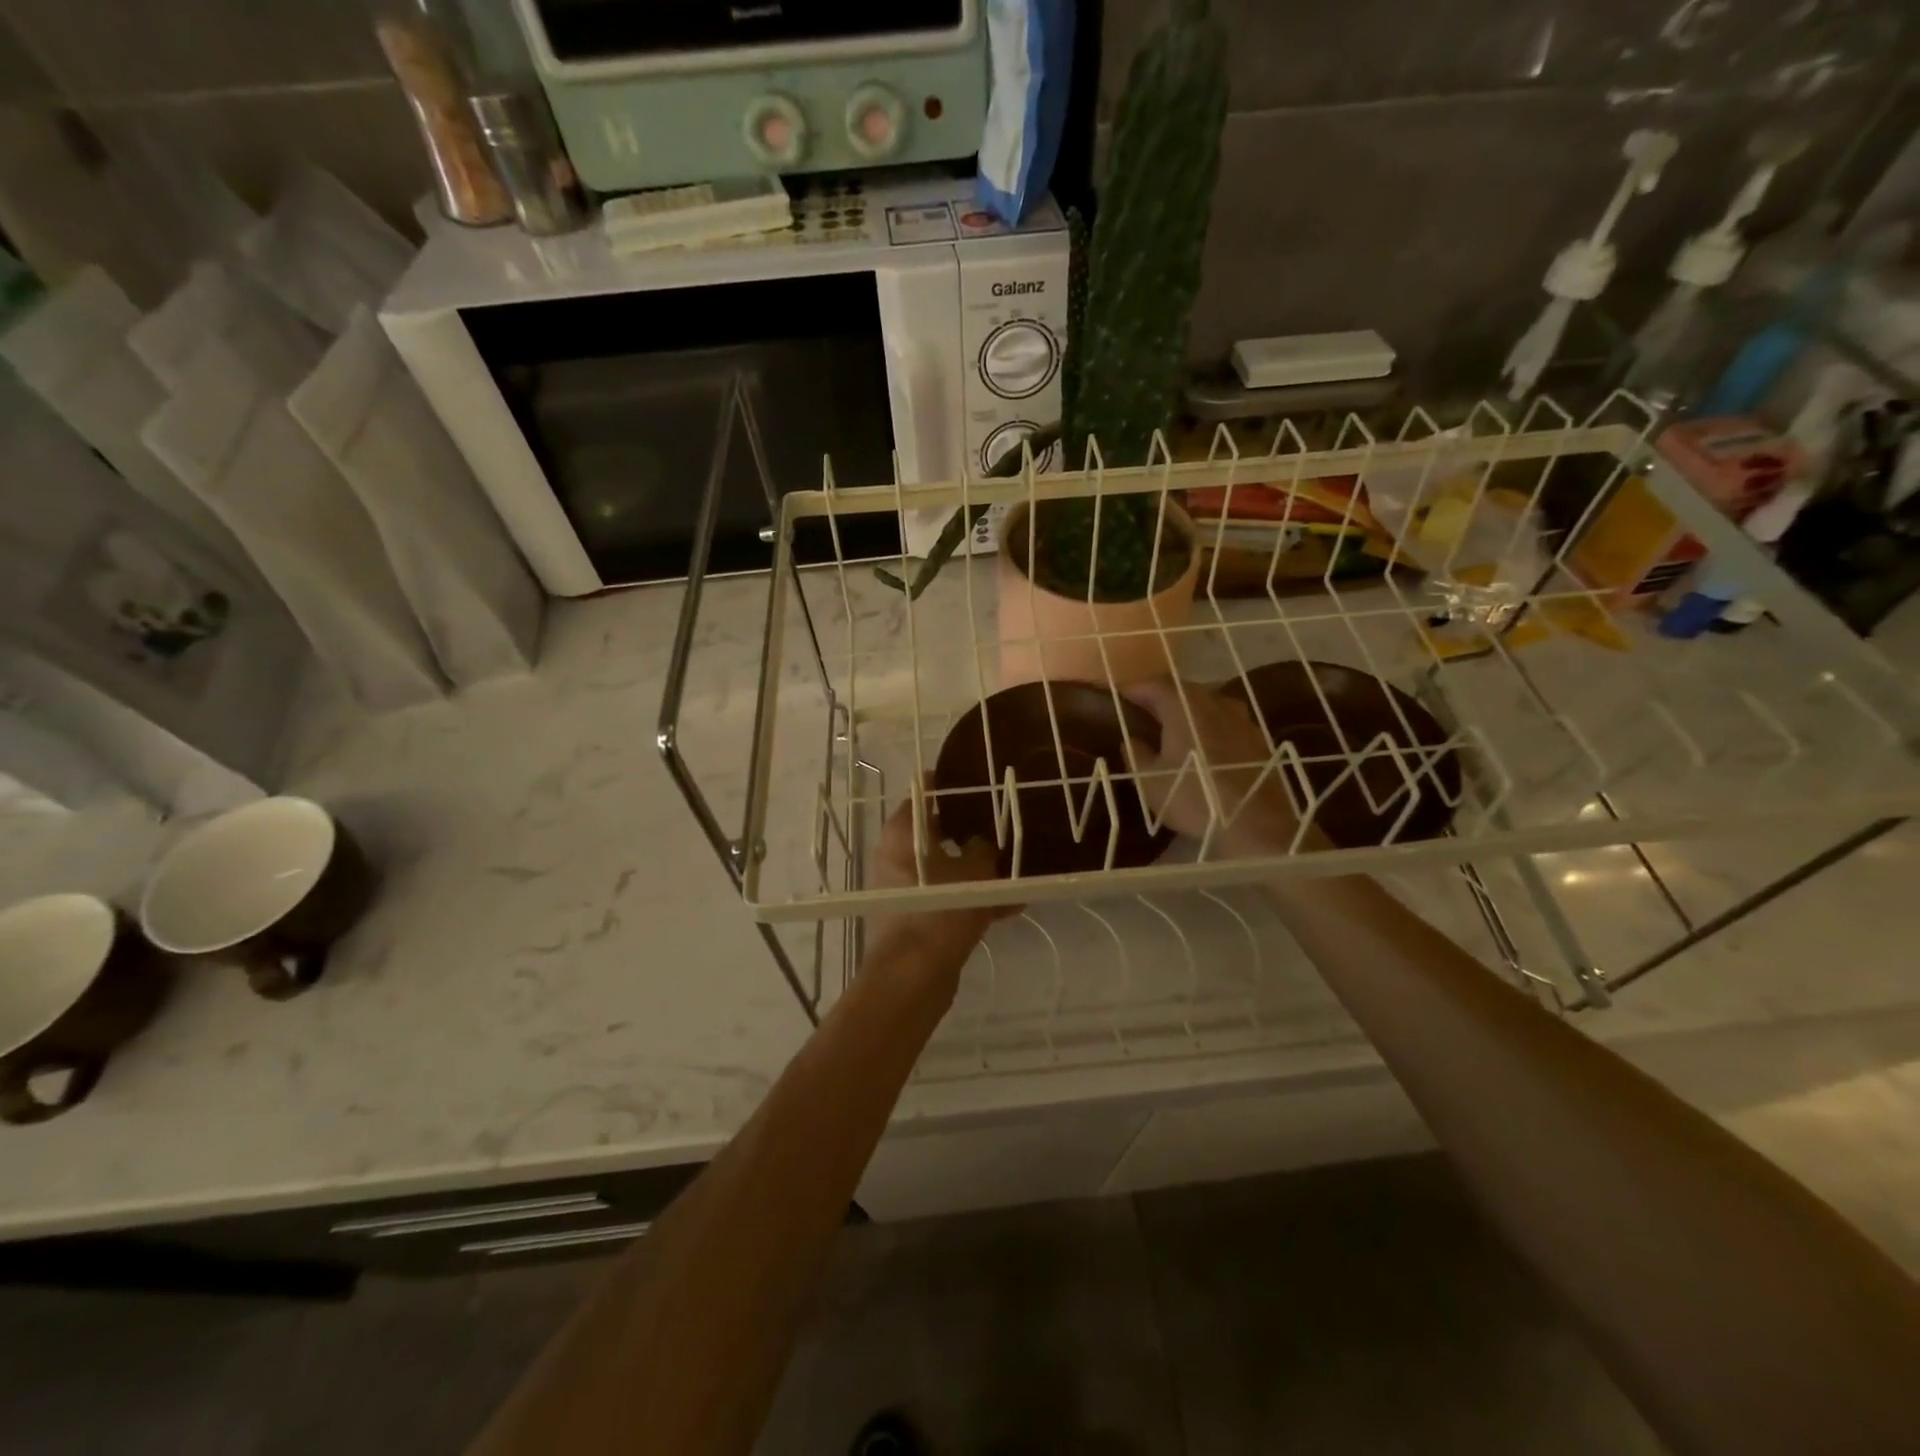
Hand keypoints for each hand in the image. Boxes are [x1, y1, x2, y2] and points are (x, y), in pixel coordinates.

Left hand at [865, 790, 1019, 967]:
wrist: (914, 977)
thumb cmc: (941, 910)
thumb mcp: (976, 871)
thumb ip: (983, 848)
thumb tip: (983, 841)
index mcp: (902, 833)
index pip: (924, 793)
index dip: (951, 786)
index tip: (979, 783)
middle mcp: (895, 856)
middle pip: (936, 832)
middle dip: (971, 831)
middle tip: (1003, 825)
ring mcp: (903, 889)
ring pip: (945, 869)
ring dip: (977, 870)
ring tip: (1015, 869)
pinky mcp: (914, 918)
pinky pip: (947, 898)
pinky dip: (972, 900)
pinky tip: (1011, 907)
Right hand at [1121, 677, 1304, 854]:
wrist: (1259, 826)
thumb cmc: (1195, 798)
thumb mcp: (1150, 781)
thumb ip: (1136, 754)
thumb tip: (1131, 739)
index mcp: (1184, 706)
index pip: (1155, 684)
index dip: (1134, 688)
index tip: (1118, 697)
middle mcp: (1215, 703)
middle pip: (1184, 690)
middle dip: (1161, 698)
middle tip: (1143, 713)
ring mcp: (1242, 720)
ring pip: (1208, 705)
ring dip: (1188, 712)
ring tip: (1174, 730)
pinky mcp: (1259, 740)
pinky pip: (1226, 723)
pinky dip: (1210, 728)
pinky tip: (1205, 749)